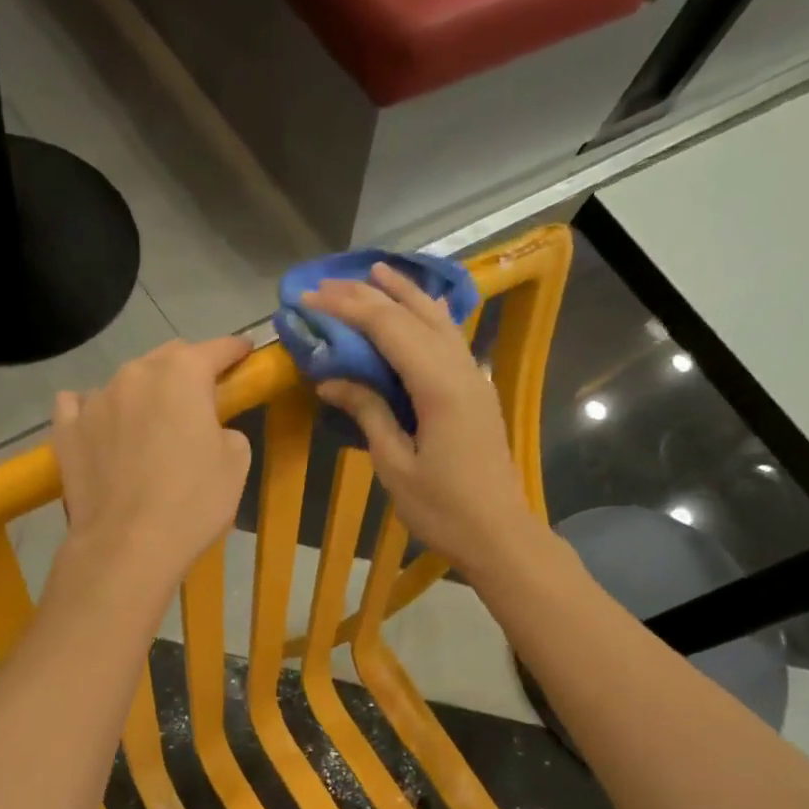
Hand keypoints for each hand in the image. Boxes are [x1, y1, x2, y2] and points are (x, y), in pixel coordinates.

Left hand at [51, 337, 252, 600]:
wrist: (128, 546)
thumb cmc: (193, 502)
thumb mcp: (236, 464)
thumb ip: (225, 429)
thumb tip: (208, 429)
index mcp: (182, 374)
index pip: (216, 349)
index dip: (234, 351)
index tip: (245, 354)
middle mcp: (134, 374)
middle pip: (166, 359)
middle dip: (187, 370)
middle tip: (199, 398)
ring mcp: (94, 399)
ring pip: (124, 383)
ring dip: (142, 395)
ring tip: (149, 425)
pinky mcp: (66, 429)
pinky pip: (80, 405)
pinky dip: (95, 411)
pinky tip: (102, 429)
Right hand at [309, 264, 537, 573]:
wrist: (498, 534)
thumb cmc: (442, 509)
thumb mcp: (395, 465)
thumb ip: (369, 412)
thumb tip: (333, 380)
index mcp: (438, 386)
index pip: (388, 328)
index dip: (347, 308)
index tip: (310, 298)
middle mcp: (460, 369)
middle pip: (413, 314)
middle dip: (369, 294)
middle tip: (329, 283)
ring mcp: (474, 378)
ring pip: (438, 320)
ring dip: (405, 294)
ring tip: (374, 274)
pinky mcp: (477, 392)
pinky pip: (450, 339)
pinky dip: (427, 317)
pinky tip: (419, 310)